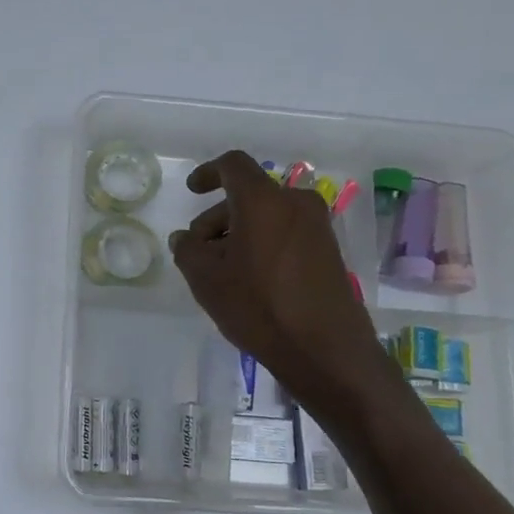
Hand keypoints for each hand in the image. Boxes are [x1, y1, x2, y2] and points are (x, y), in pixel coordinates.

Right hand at [169, 151, 394, 424]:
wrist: (324, 348)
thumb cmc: (258, 306)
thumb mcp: (206, 278)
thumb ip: (187, 249)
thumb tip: (185, 238)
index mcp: (263, 200)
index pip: (233, 165)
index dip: (208, 173)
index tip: (192, 191)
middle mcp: (295, 202)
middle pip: (248, 195)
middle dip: (218, 218)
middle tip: (198, 252)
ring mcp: (317, 226)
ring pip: (267, 216)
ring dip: (239, 234)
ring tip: (221, 272)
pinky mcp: (328, 249)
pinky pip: (285, 233)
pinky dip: (262, 244)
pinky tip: (249, 280)